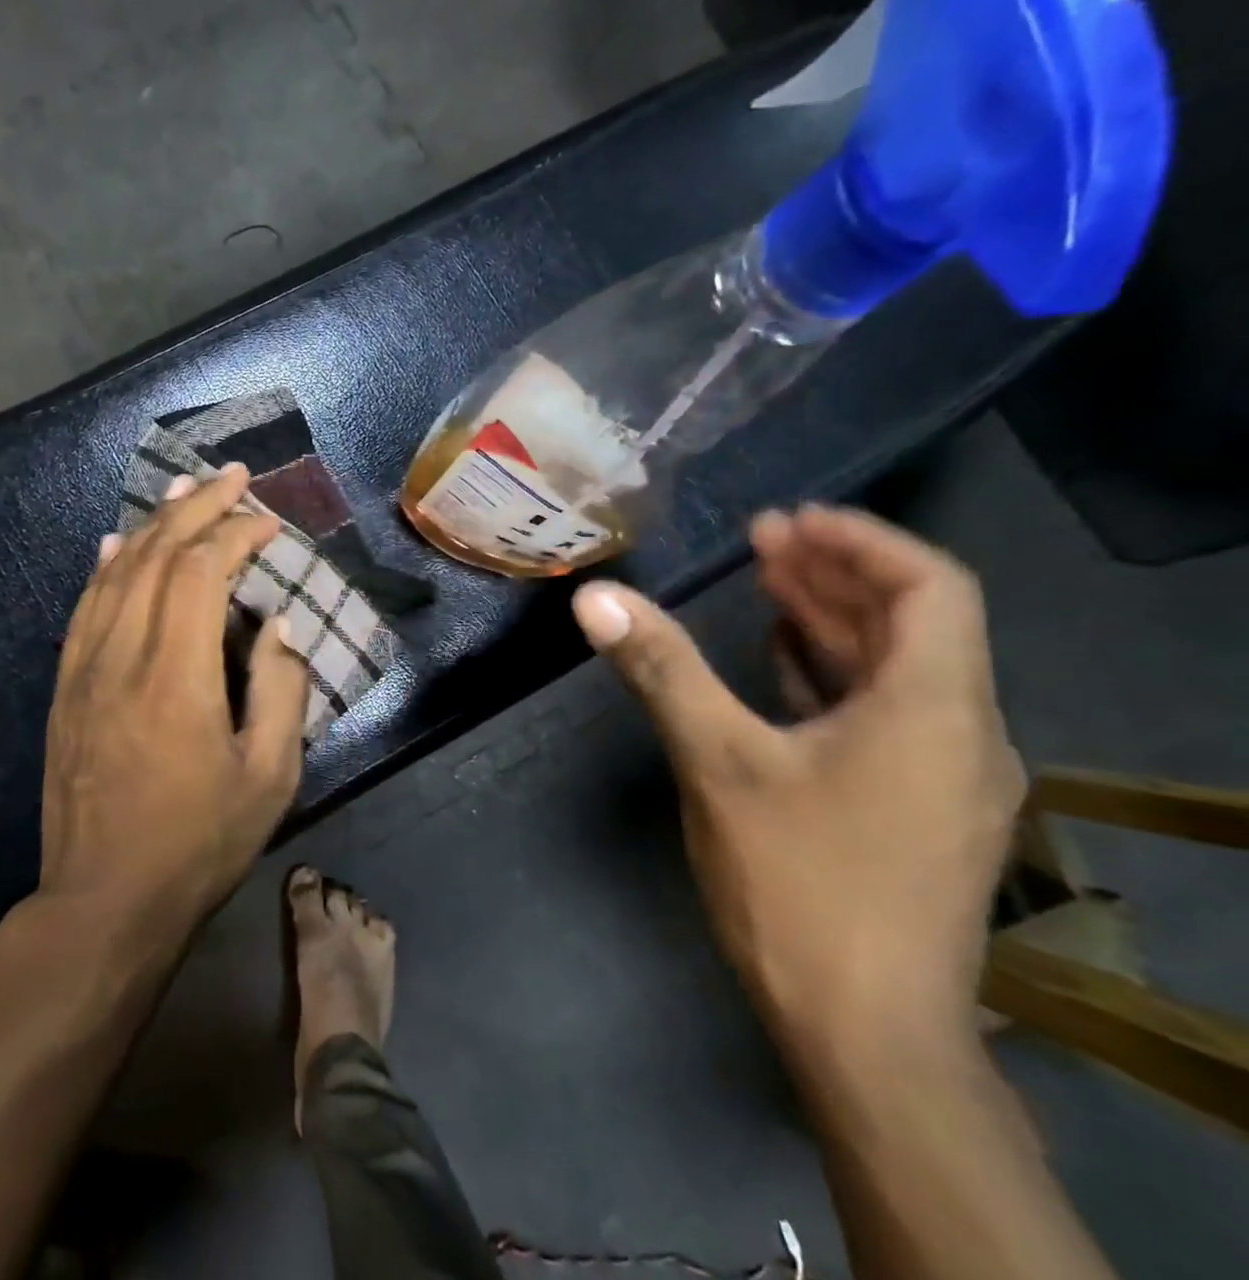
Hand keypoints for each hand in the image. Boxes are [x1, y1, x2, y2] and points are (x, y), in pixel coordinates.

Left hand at [39, 466, 308, 951]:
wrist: (103, 901)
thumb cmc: (198, 844)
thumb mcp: (270, 778)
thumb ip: (281, 691)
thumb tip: (275, 625)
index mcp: (177, 677)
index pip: (202, 574)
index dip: (235, 534)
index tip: (267, 522)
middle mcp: (123, 657)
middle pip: (157, 558)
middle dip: (197, 509)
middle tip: (230, 476)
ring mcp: (85, 670)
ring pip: (116, 573)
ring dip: (153, 526)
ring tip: (182, 492)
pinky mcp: (65, 688)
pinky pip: (85, 608)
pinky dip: (106, 566)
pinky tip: (118, 544)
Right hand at [572, 506, 1025, 1059]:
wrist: (865, 1033)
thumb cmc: (800, 884)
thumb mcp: (718, 763)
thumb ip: (662, 669)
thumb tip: (596, 598)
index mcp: (934, 708)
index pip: (932, 587)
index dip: (861, 541)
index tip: (789, 522)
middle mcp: (959, 732)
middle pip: (914, 623)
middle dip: (835, 573)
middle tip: (763, 538)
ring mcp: (943, 775)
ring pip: (897, 670)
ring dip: (833, 621)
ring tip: (767, 583)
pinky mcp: (916, 807)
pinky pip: (883, 712)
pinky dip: (833, 672)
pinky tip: (781, 662)